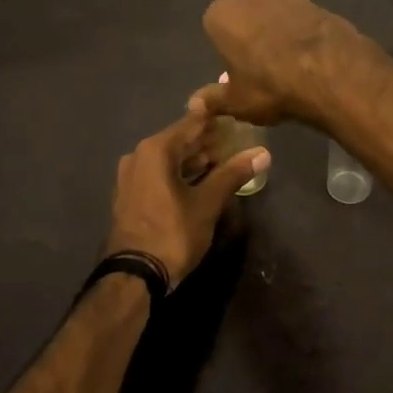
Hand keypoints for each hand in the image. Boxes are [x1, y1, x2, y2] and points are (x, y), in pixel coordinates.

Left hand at [105, 107, 269, 289]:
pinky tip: (199, 181)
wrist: (134, 275)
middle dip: (206, 142)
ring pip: (168, 159)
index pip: (191, 123)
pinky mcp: (130, 195)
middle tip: (235, 141)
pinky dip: (179, 174)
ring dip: (193, 159)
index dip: (215, 120)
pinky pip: (158, 174)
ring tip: (223, 160)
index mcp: (155, 150)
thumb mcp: (208, 203)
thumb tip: (263, 152)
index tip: (237, 117)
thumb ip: (233, 174)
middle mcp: (138, 156)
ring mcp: (130, 176)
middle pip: (178, 141)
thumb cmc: (173, 233)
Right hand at [198, 0, 366, 125]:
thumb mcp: (237, 102)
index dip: (227, 48)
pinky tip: (314, 55)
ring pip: (277, 10)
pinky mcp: (319, 1)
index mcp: (223, 15)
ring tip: (292, 59)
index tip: (239, 69)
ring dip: (280, 27)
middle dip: (252, 29)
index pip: (215, 27)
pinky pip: (304, 17)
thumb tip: (194, 104)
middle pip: (246, 11)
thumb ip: (213, 99)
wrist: (333, 75)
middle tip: (263, 63)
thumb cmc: (272, 88)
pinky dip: (305, 31)